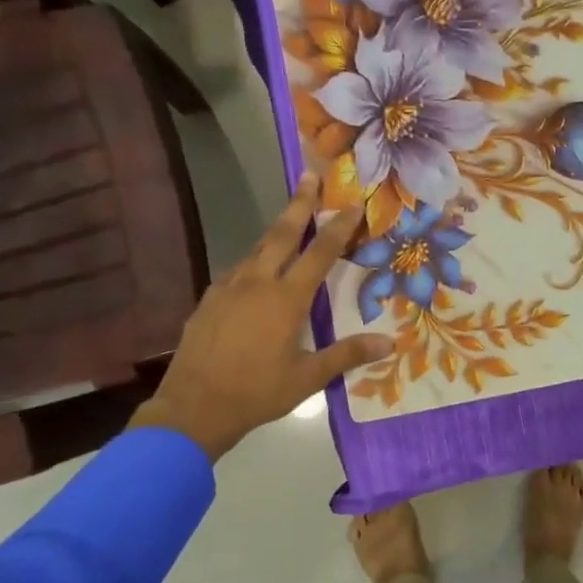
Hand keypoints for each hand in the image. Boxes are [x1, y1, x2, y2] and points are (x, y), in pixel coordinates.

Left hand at [131, 173, 391, 462]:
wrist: (193, 407)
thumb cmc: (257, 393)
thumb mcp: (308, 377)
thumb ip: (347, 354)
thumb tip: (390, 342)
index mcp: (286, 299)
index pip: (319, 253)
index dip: (338, 226)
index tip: (352, 203)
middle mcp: (257, 283)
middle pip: (281, 234)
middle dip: (299, 204)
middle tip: (310, 176)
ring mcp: (227, 288)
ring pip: (256, 249)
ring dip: (275, 230)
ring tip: (289, 218)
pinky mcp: (209, 300)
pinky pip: (237, 270)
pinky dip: (254, 259)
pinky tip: (257, 269)